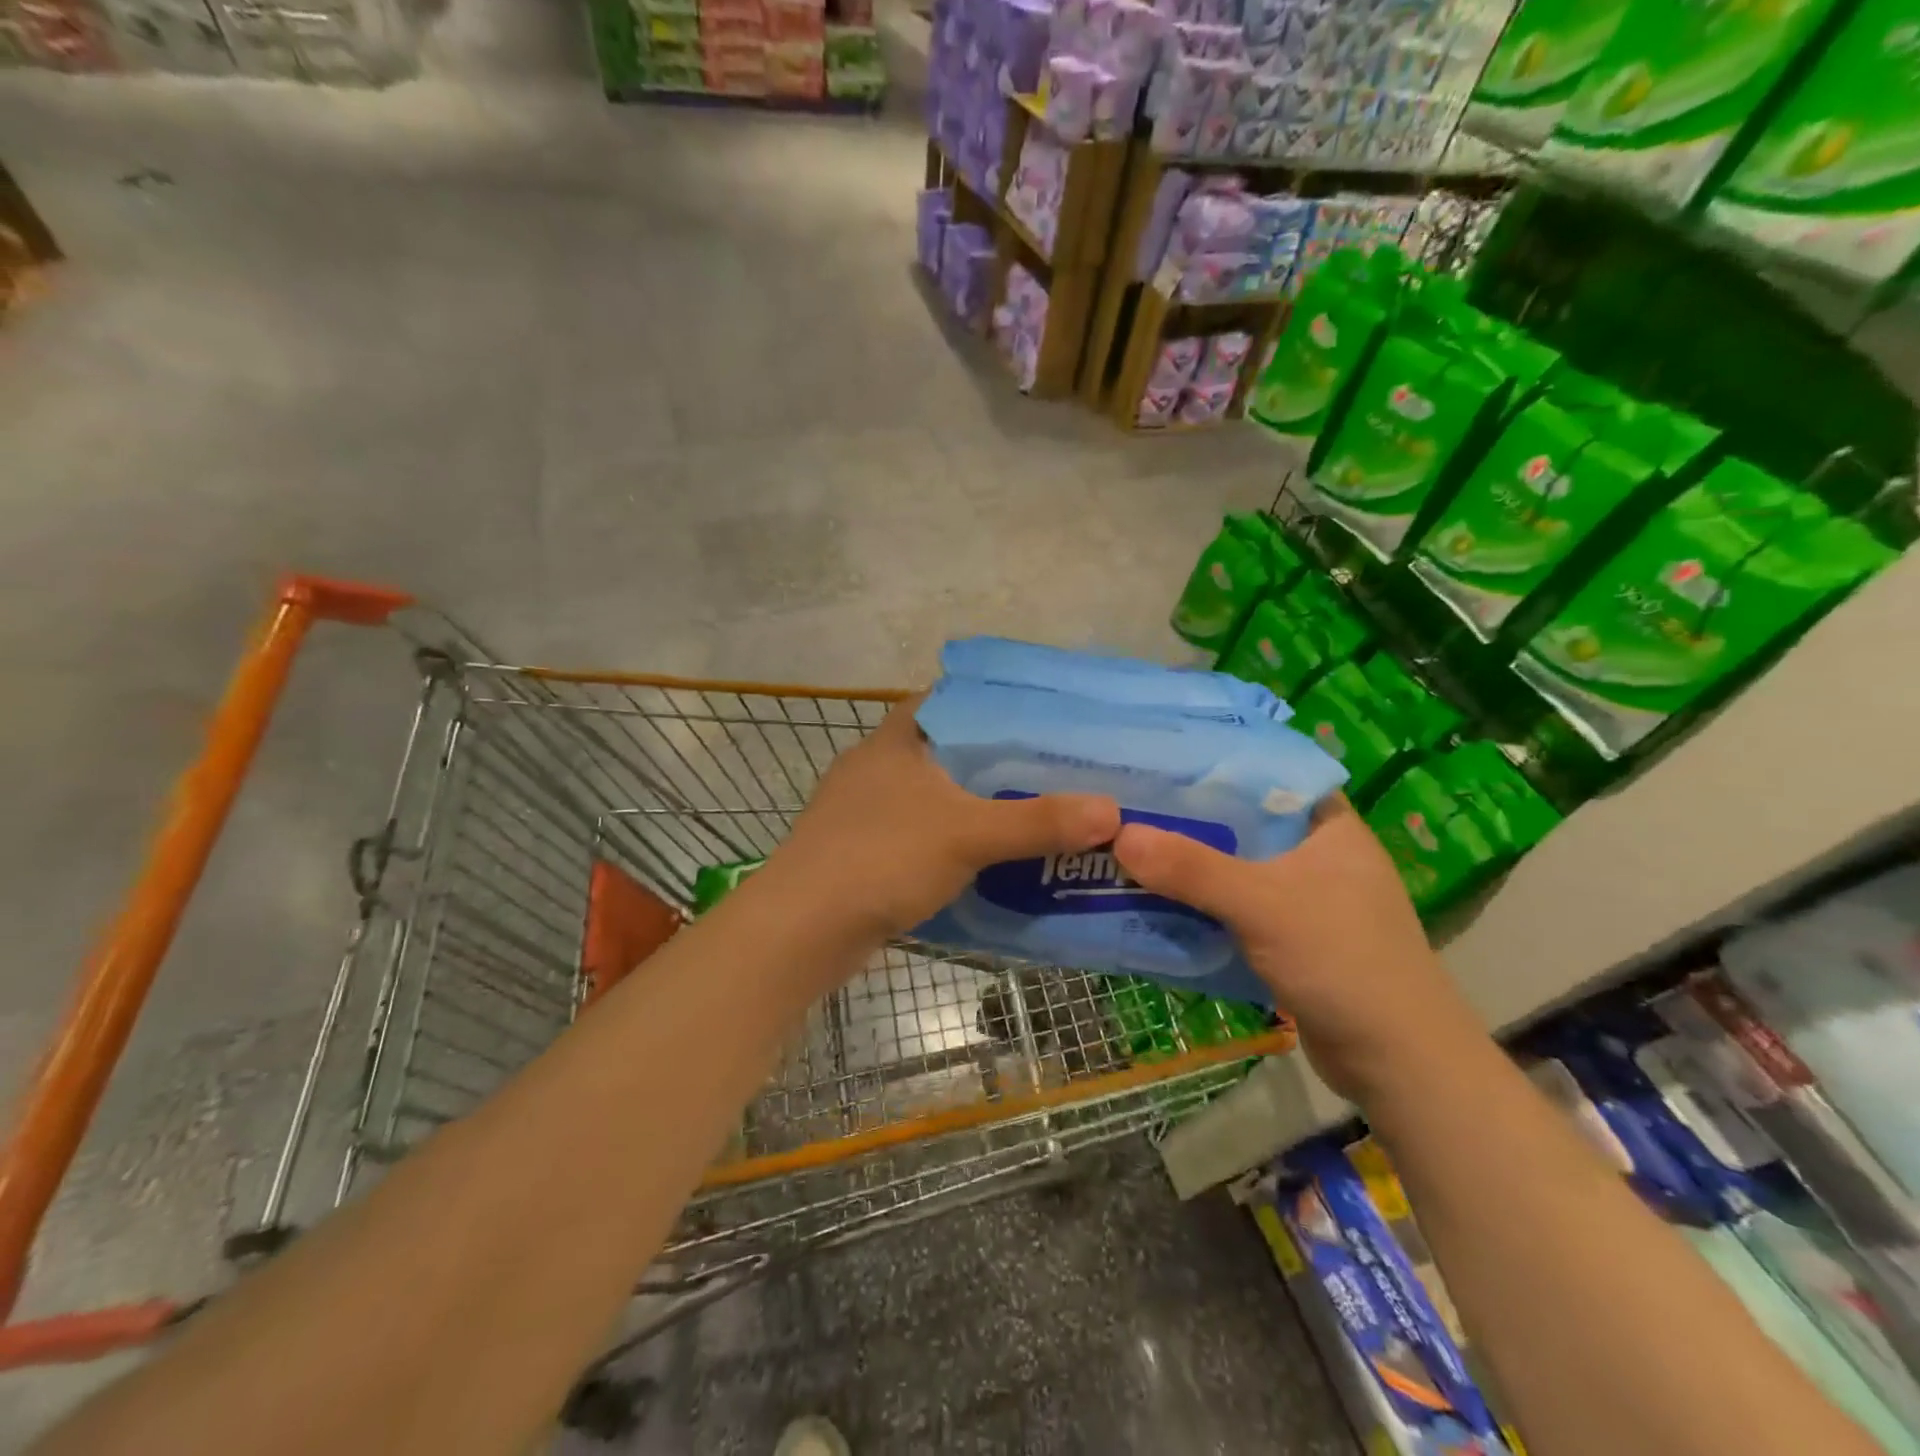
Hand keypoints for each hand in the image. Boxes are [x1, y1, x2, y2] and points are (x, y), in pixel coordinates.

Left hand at [773, 696, 1121, 942]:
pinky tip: (984, 860)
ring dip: (972, 805)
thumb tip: (1111, 811)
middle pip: (945, 750)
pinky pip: (918, 834)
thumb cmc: (881, 858)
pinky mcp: (860, 852)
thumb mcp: (967, 834)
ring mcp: (863, 811)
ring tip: (1029, 812)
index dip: (991, 703)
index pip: (947, 700)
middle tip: (1051, 769)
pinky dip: (950, 842)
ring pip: (931, 796)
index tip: (1039, 716)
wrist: (801, 930)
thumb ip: (1037, 822)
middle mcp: (876, 766)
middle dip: (994, 761)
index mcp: (896, 739)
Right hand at [1113, 796, 1480, 1100]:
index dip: (1215, 765)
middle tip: (1130, 805)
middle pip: (1243, 823)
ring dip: (1190, 867)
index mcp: (1329, 827)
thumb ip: (1191, 868)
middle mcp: (1318, 855)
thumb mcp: (1262, 904)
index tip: (1161, 761)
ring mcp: (1306, 900)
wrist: (1399, 1064)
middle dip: (1190, 819)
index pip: (1268, 775)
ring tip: (1130, 847)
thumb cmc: (1343, 961)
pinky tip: (1157, 901)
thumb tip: (1119, 834)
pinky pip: (1235, 908)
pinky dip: (1201, 905)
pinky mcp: (1291, 940)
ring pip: (1236, 868)